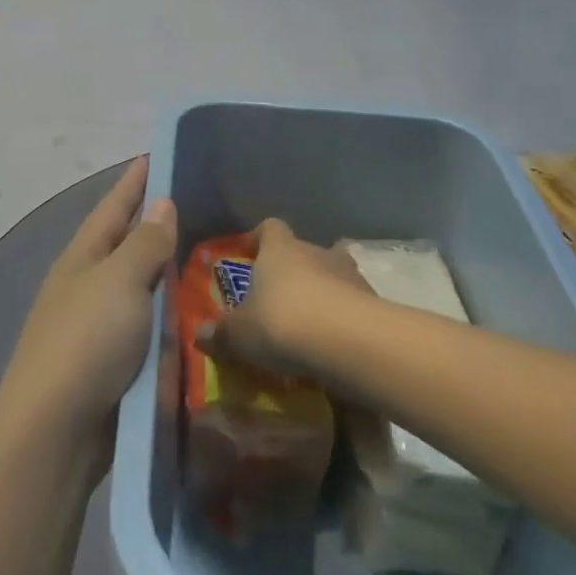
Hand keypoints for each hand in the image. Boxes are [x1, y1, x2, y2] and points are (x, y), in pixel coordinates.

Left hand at [0, 157, 177, 445]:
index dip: (135, 181)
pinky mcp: (113, 363)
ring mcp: (98, 325)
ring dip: (167, 273)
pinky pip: (149, 327)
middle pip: (126, 244)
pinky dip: (171, 317)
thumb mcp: (119, 281)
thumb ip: (144, 244)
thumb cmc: (86, 341)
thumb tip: (161, 204)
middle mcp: (88, 284)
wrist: (55, 430)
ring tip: (209, 256)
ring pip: (140, 287)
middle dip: (156, 224)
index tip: (157, 155)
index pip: (114, 205)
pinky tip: (198, 315)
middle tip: (201, 206)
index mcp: (83, 256)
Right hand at [199, 217, 366, 379]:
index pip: (270, 228)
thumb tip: (199, 336)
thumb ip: (221, 334)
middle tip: (283, 298)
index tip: (250, 254)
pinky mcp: (376, 304)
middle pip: (306, 250)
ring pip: (336, 276)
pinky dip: (348, 320)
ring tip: (314, 325)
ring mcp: (351, 276)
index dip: (259, 239)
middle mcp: (316, 252)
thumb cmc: (282, 322)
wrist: (349, 342)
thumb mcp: (240, 334)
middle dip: (297, 270)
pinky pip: (357, 307)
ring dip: (327, 294)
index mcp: (279, 249)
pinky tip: (337, 346)